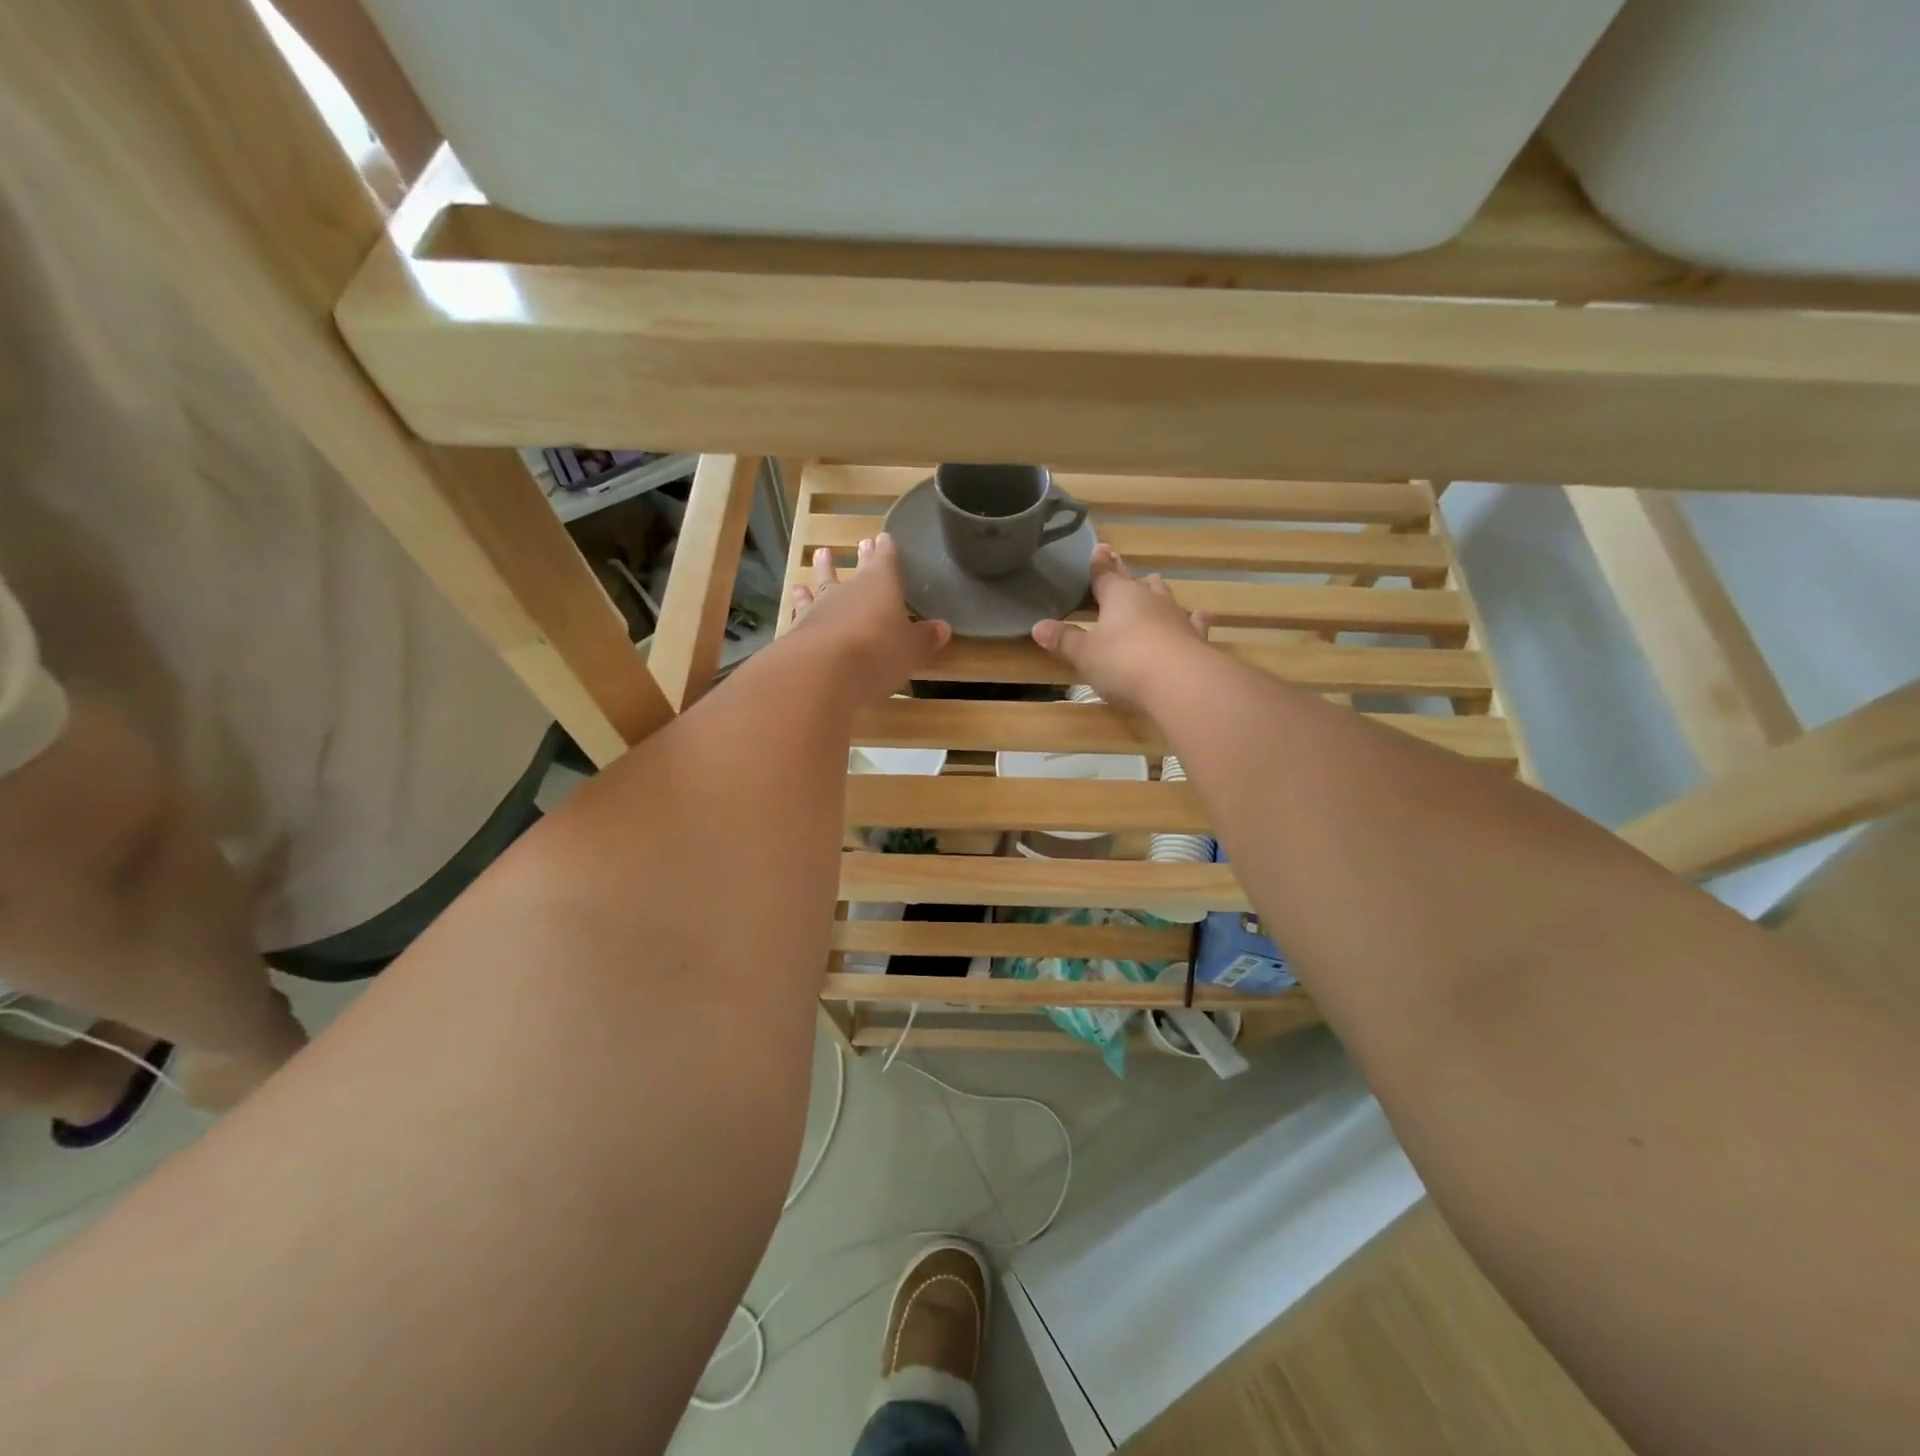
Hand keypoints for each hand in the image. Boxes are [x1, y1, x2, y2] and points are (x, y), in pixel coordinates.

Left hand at [787, 534, 951, 702]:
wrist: (821, 671)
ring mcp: (819, 608)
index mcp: (880, 585)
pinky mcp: (797, 630)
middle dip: (861, 558)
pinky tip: (795, 602)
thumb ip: (923, 638)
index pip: (886, 561)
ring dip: (822, 572)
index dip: (887, 551)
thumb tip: (942, 628)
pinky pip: (800, 611)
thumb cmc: (877, 652)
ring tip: (820, 558)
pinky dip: (799, 604)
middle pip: (856, 570)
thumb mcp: (910, 649)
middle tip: (861, 543)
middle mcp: (848, 590)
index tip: (884, 538)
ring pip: (821, 585)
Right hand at [1031, 545, 1211, 708]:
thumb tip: (1038, 626)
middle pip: (1136, 582)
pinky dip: (1195, 618)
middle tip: (1121, 566)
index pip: (1104, 575)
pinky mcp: (1195, 638)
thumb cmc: (1124, 662)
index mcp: (1119, 596)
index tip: (1098, 548)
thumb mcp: (1085, 654)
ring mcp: (1176, 617)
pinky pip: (1195, 622)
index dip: (1099, 564)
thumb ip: (1064, 640)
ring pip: (1165, 596)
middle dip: (1126, 575)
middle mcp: (1149, 599)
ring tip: (1154, 583)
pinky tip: (1203, 615)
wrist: (1180, 681)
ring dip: (1157, 591)